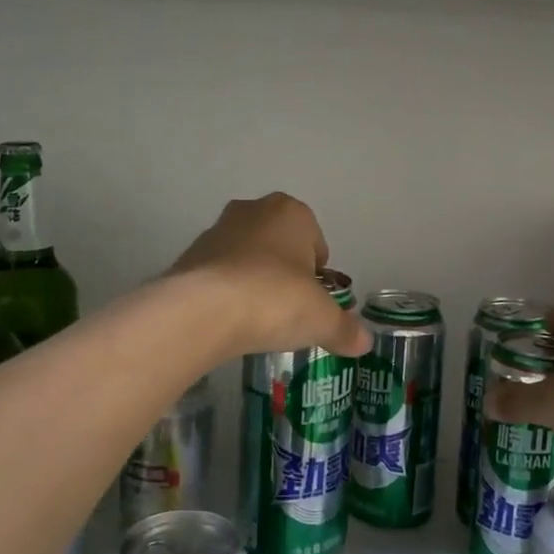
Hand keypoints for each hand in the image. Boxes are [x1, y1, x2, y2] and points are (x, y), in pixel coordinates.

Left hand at [170, 194, 370, 360]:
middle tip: (287, 310)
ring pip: (246, 257)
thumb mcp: (322, 320)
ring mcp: (217, 230)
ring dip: (253, 281)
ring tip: (256, 320)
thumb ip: (345, 329)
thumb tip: (364, 342)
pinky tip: (229, 321)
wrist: (203, 310)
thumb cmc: (275, 299)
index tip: (313, 302)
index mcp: (292, 212)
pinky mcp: (188, 255)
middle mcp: (253, 211)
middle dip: (284, 273)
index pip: (316, 241)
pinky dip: (226, 293)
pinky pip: (218, 274)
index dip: (317, 274)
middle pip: (279, 245)